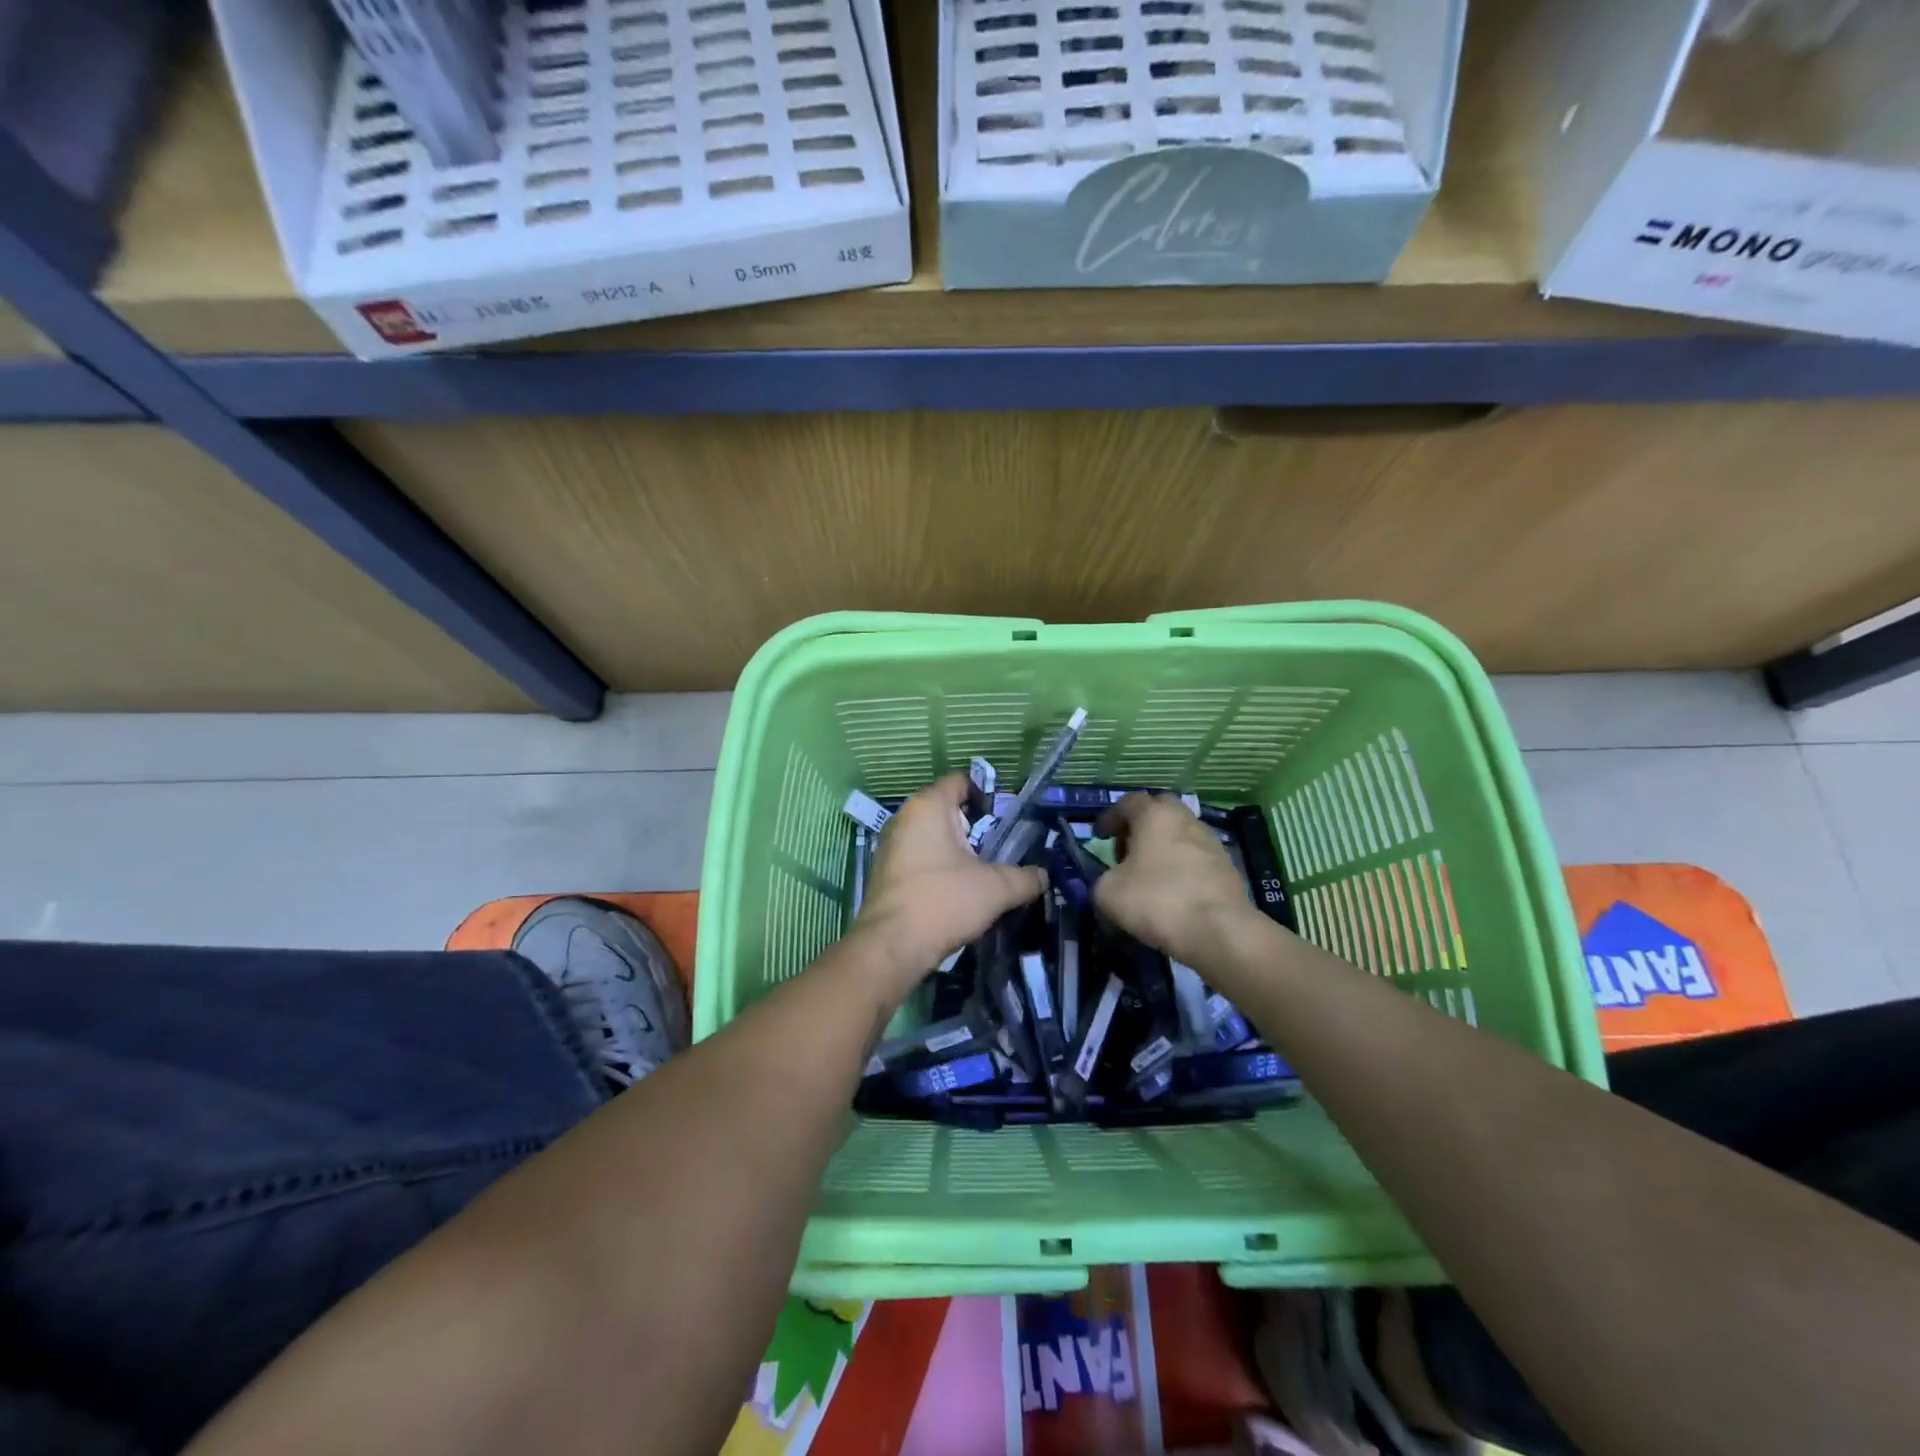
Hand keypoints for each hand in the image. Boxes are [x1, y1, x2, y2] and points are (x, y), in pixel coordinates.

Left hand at [853, 774, 1045, 986]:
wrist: (892, 947)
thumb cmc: (944, 901)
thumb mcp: (996, 888)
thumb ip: (1025, 878)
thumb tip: (1043, 876)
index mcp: (928, 806)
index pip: (960, 782)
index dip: (986, 796)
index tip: (1006, 821)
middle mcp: (904, 818)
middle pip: (947, 810)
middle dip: (975, 829)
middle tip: (999, 851)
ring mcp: (890, 845)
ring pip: (932, 837)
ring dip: (957, 852)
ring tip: (981, 875)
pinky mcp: (884, 872)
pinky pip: (918, 858)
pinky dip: (938, 868)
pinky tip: (955, 893)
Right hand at [1094, 793, 1260, 966]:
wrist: (1220, 931)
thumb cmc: (1157, 900)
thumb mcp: (1107, 893)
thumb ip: (1103, 879)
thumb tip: (1112, 882)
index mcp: (1155, 815)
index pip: (1128, 802)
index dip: (1110, 818)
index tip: (1099, 836)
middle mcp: (1185, 819)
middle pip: (1159, 811)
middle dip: (1140, 826)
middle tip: (1126, 850)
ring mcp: (1211, 842)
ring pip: (1180, 835)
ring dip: (1163, 848)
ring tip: (1149, 875)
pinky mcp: (1228, 868)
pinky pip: (1196, 859)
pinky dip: (1181, 868)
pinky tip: (1173, 893)